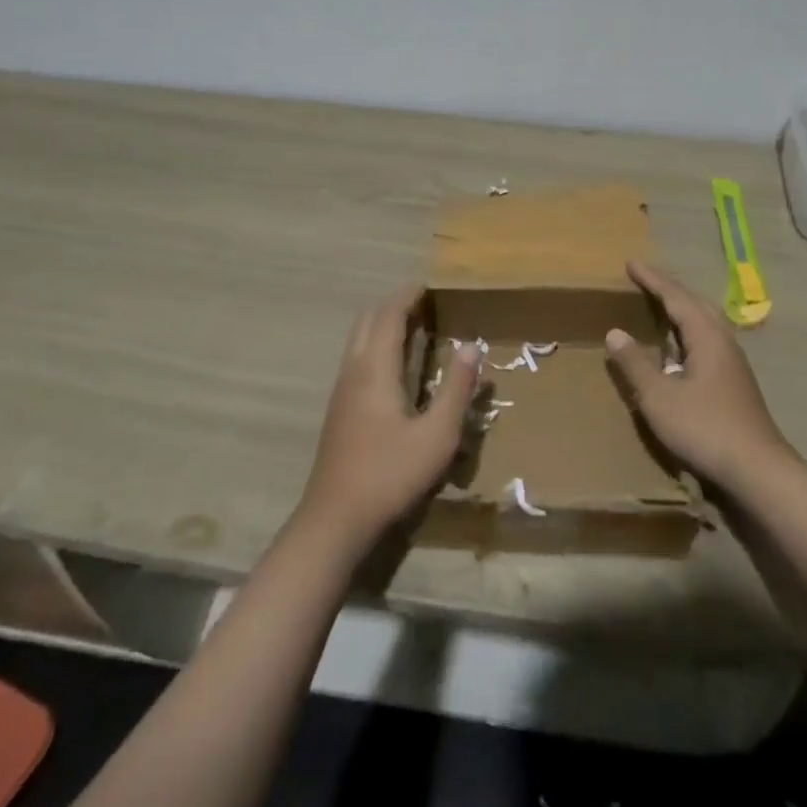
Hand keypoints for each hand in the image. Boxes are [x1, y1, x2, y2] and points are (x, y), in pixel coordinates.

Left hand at [298, 286, 481, 546]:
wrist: (334, 520)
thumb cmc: (390, 474)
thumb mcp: (437, 435)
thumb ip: (456, 388)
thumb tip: (471, 345)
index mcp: (376, 369)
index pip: (389, 316)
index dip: (407, 296)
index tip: (427, 285)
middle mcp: (354, 370)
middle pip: (368, 321)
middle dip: (393, 305)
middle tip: (423, 303)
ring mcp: (341, 391)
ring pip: (358, 340)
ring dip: (382, 325)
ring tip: (413, 328)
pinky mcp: (339, 410)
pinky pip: (356, 358)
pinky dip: (376, 345)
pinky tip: (394, 368)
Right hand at [605, 262, 794, 491]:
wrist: (758, 470)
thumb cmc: (705, 428)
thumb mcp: (659, 397)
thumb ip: (635, 364)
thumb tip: (614, 332)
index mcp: (706, 336)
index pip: (676, 296)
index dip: (652, 279)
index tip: (631, 263)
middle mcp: (723, 340)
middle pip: (694, 303)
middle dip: (669, 289)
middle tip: (644, 279)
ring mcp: (732, 362)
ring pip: (704, 322)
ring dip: (681, 310)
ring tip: (659, 306)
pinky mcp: (735, 381)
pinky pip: (707, 340)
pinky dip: (688, 331)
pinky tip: (677, 350)